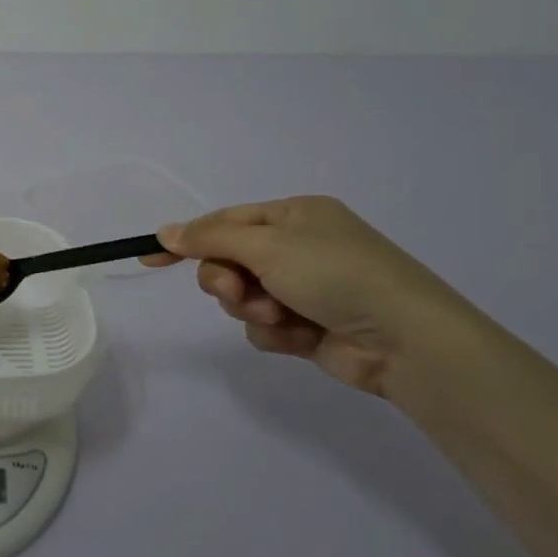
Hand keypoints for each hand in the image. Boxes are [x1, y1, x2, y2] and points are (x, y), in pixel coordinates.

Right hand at [143, 195, 475, 397]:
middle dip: (227, 280)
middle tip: (238, 292)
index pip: (224, 221)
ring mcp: (305, 288)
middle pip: (229, 261)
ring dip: (252, 308)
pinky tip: (300, 336)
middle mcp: (298, 247)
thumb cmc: (335, 274)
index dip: (187, 239)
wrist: (406, 340)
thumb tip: (165, 231)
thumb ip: (210, 238)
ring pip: (243, 297)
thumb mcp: (267, 245)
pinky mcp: (309, 325)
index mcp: (294, 216)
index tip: (151, 257)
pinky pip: (265, 325)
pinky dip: (275, 331)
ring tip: (280, 316)